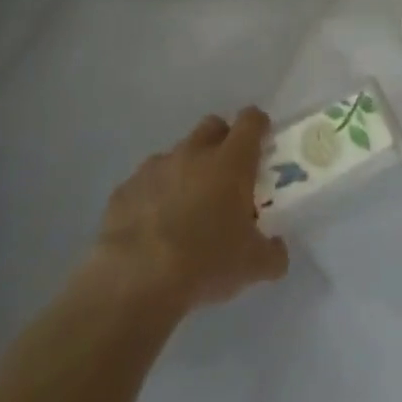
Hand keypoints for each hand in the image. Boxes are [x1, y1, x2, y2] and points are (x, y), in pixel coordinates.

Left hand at [94, 110, 289, 311]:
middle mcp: (193, 153)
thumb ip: (273, 252)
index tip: (262, 139)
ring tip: (186, 209)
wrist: (136, 279)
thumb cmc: (206, 262)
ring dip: (186, 171)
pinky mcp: (125, 188)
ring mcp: (154, 167)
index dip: (259, 125)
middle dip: (222, 140)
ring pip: (177, 155)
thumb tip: (277, 248)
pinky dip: (154, 196)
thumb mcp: (253, 265)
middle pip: (212, 126)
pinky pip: (145, 183)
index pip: (251, 121)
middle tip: (227, 173)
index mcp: (231, 162)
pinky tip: (153, 228)